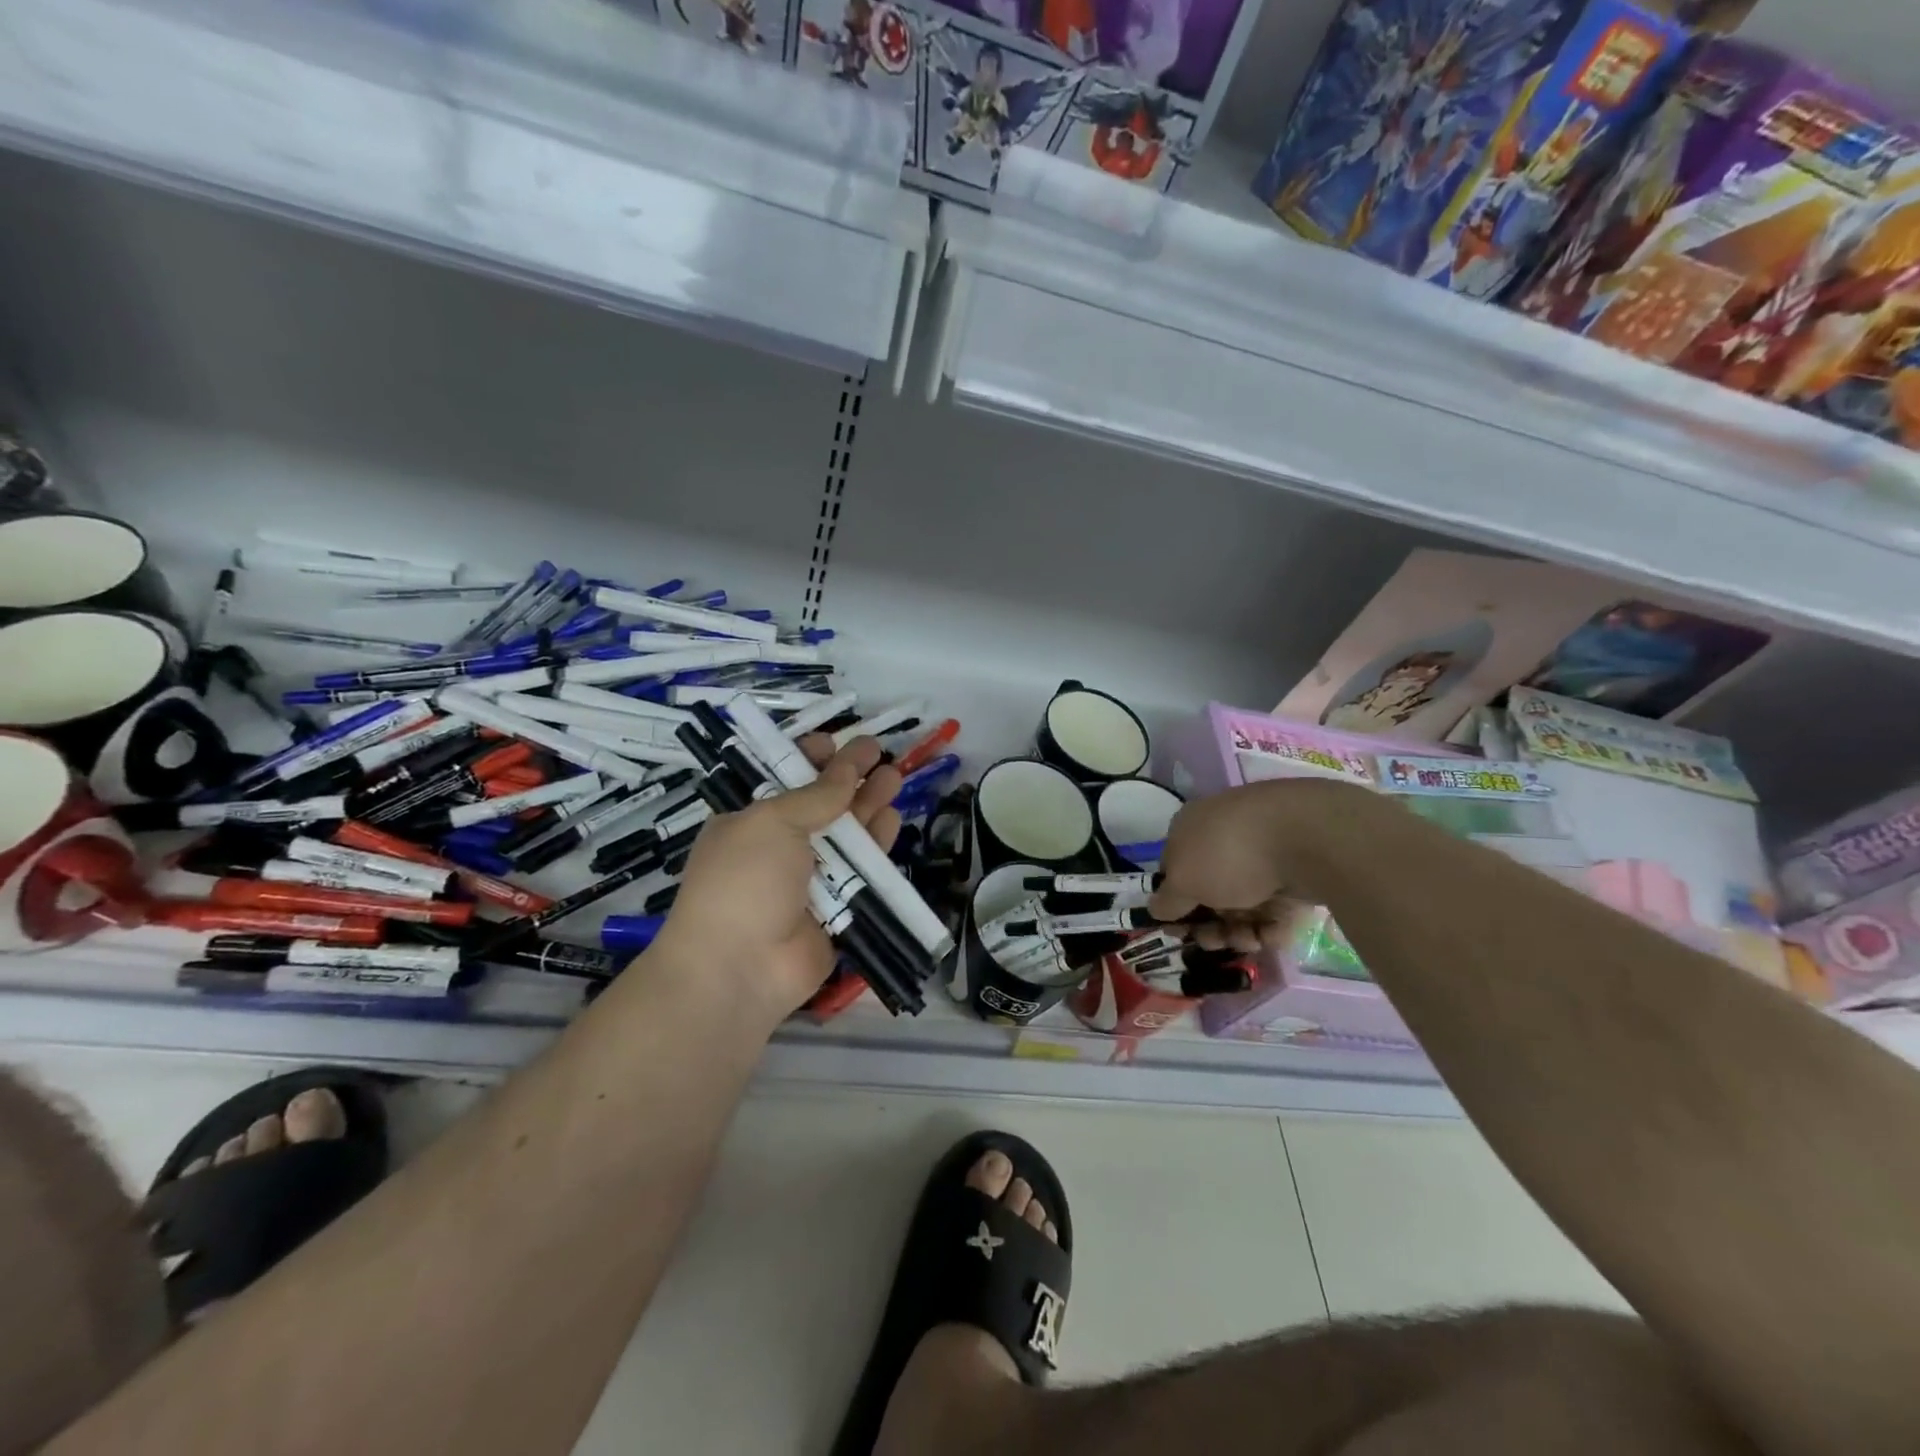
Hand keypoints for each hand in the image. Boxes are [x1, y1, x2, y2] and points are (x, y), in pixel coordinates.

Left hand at [649, 735, 901, 1026]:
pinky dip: (878, 842)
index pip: (781, 780)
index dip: (807, 758)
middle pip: (820, 802)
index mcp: (750, 821)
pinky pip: (862, 868)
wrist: (740, 968)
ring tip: (894, 775)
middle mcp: (779, 845)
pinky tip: (893, 817)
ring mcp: (809, 877)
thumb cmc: (743, 880)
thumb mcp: (771, 822)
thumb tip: (846, 770)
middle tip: (877, 750)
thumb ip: (815, 795)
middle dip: (848, 775)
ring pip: (846, 832)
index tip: (833, 740)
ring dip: (869, 802)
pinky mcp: (838, 905)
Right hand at [1147, 778, 1369, 953]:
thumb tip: (1157, 909)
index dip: (1175, 905)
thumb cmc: (1229, 855)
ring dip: (1240, 931)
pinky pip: (1277, 905)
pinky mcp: (1297, 871)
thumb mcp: (1184, 882)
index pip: (1174, 870)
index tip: (1181, 933)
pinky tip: (1272, 936)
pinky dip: (1271, 925)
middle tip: (1216, 943)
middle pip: (1210, 891)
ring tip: (1249, 943)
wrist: (1306, 839)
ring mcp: (1263, 853)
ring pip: (1244, 903)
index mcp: (1190, 829)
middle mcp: (1224, 838)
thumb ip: (1167, 901)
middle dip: (1210, 925)